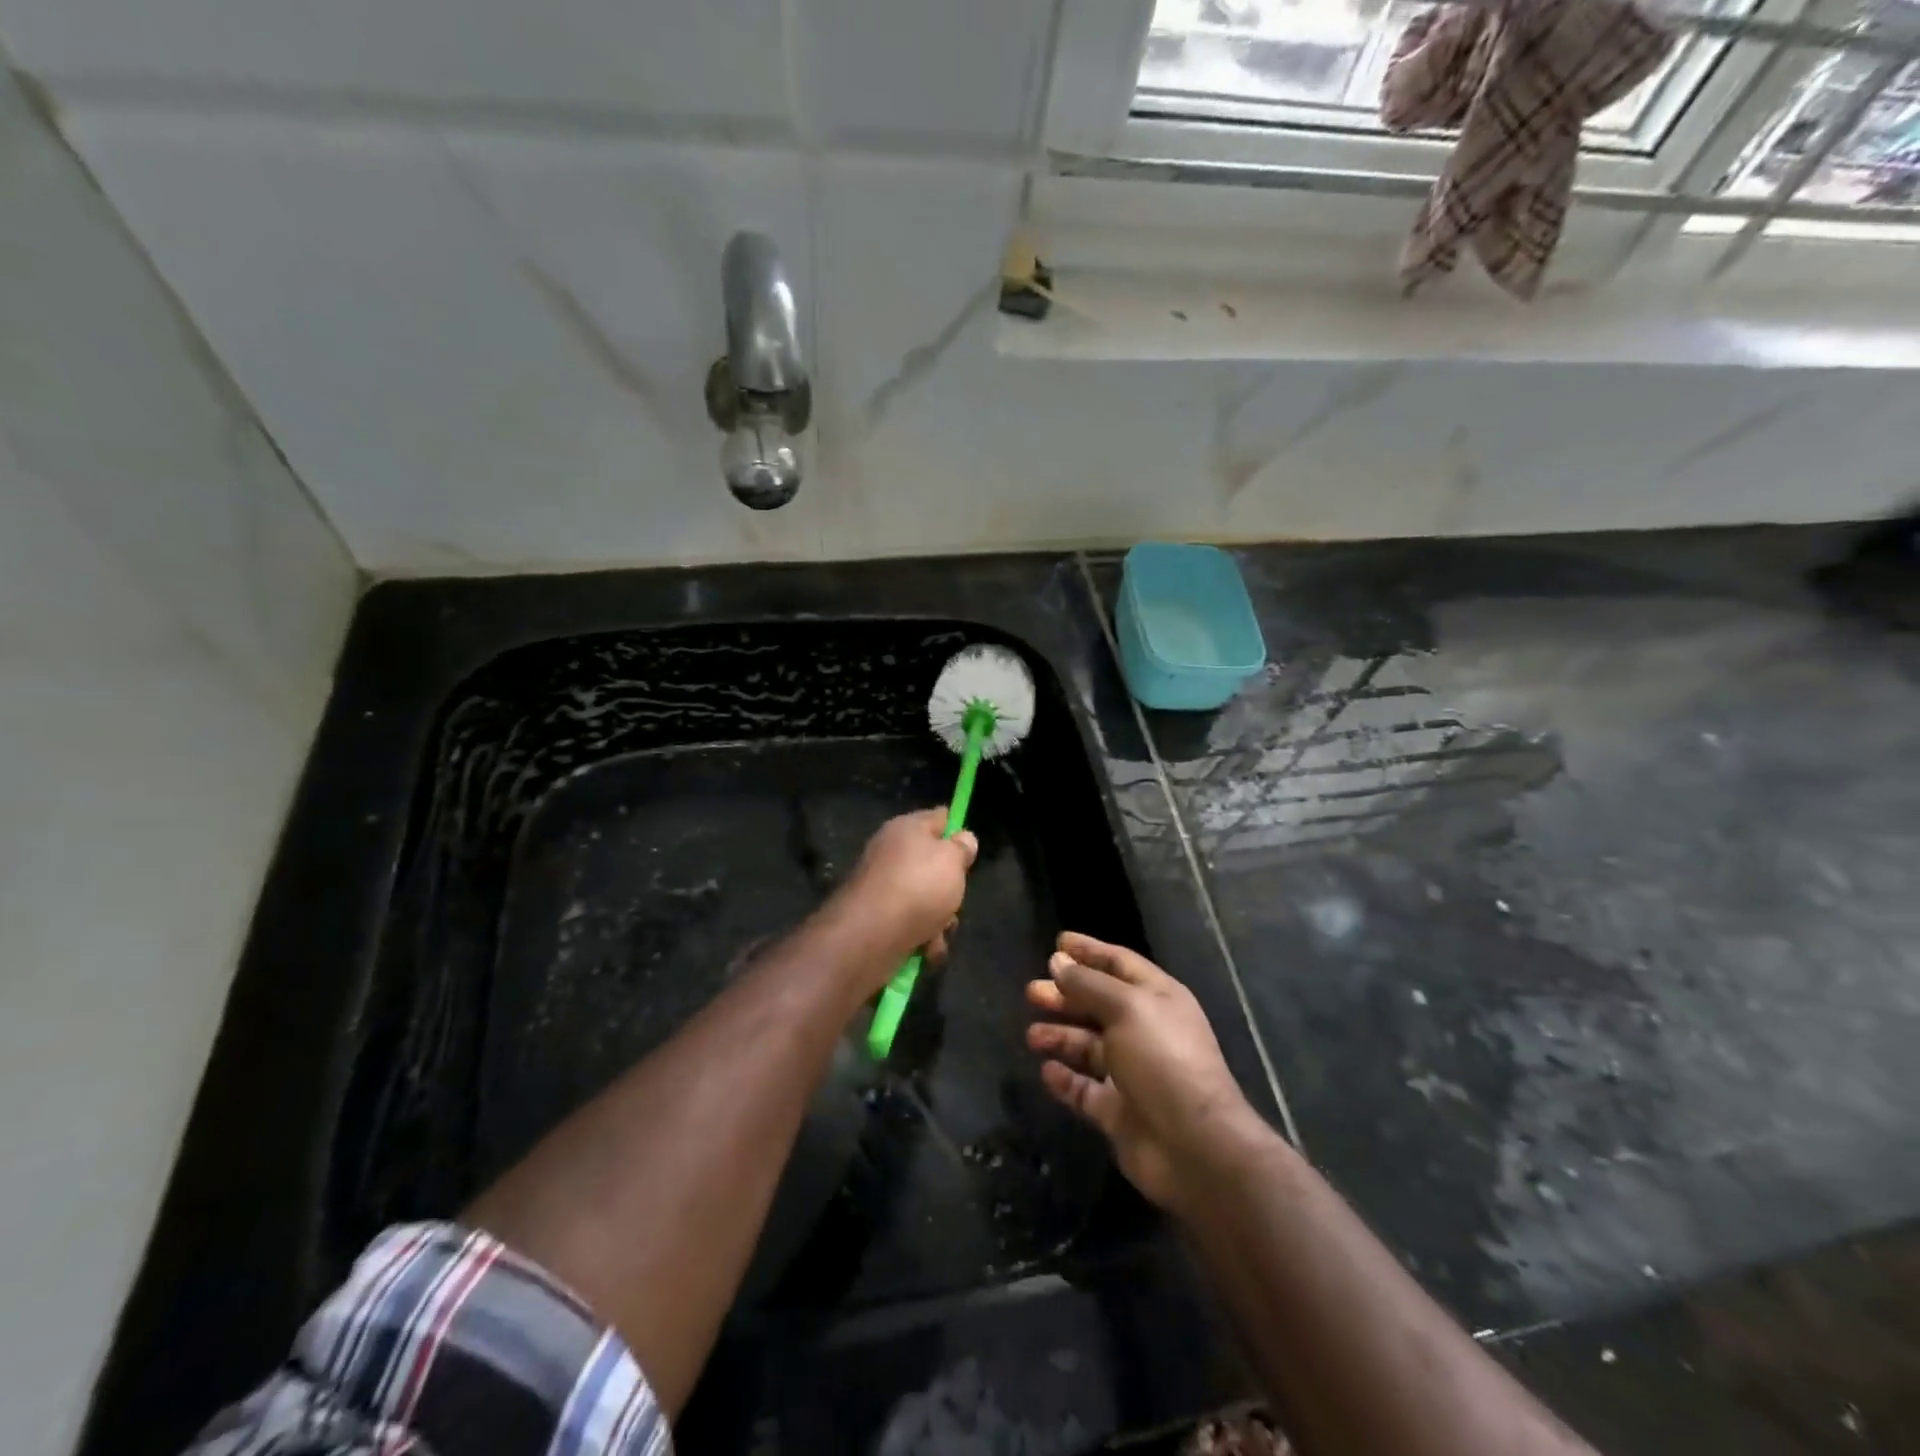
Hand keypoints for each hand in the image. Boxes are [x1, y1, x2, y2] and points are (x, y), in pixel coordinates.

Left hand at [835, 809, 978, 977]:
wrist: (871, 934)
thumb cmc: (918, 886)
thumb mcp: (952, 860)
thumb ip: (962, 848)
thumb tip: (963, 838)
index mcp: (906, 829)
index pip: (938, 818)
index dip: (956, 829)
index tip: (970, 847)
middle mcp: (891, 853)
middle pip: (933, 865)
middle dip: (950, 887)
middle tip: (955, 898)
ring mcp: (883, 887)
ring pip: (926, 900)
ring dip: (940, 920)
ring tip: (939, 931)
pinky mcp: (878, 919)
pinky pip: (911, 924)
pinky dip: (923, 937)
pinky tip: (926, 949)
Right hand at [1026, 932, 1259, 1211]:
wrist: (1193, 1145)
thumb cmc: (1162, 1059)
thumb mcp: (1126, 1008)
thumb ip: (1088, 984)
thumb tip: (1058, 962)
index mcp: (1157, 998)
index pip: (1118, 963)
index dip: (1089, 951)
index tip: (1057, 942)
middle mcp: (1145, 1030)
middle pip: (1098, 1004)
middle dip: (1065, 996)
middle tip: (1031, 991)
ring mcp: (1132, 1073)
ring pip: (1088, 1046)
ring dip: (1060, 1036)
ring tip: (1031, 1035)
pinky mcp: (1119, 1111)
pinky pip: (1085, 1089)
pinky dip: (1066, 1079)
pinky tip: (1046, 1071)